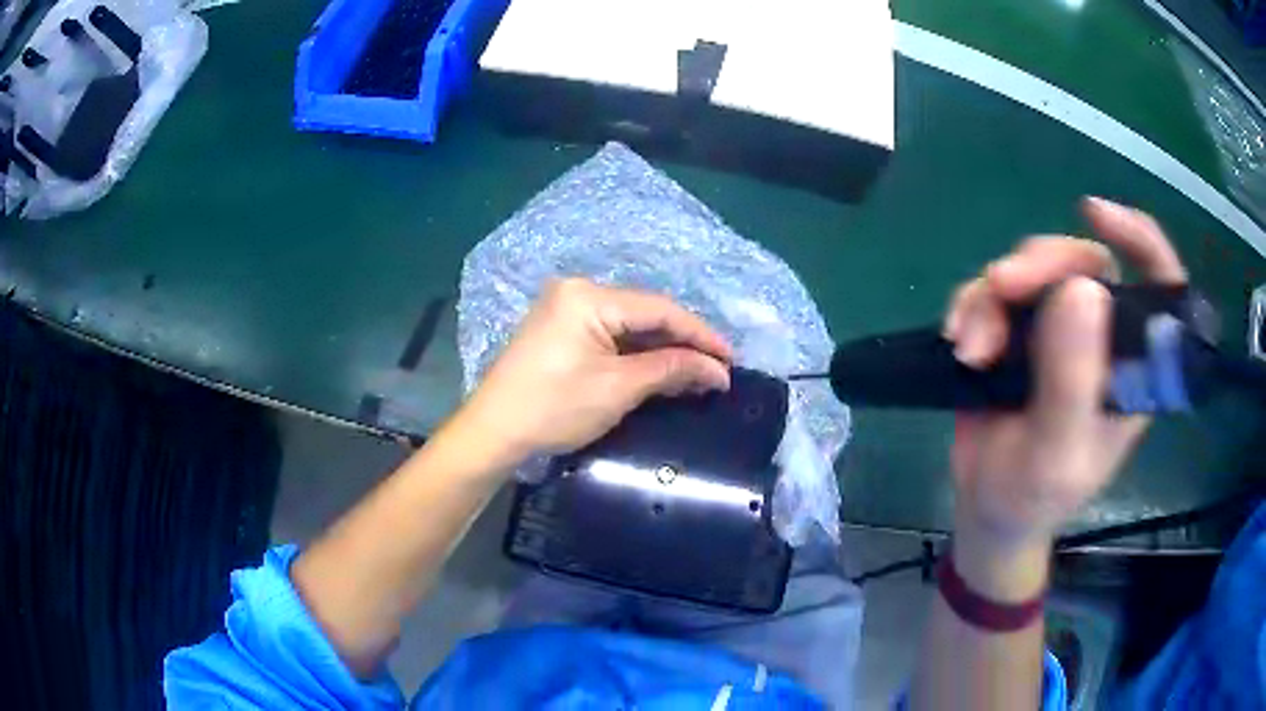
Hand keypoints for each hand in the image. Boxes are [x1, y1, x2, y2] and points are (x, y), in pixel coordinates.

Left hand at [454, 278, 732, 469]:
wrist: (493, 432)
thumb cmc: (554, 408)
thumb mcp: (618, 389)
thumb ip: (671, 370)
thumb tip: (718, 371)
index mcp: (588, 296)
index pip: (660, 309)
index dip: (700, 335)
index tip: (731, 360)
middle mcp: (577, 290)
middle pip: (645, 313)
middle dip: (682, 342)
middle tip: (717, 369)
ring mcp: (565, 307)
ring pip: (628, 324)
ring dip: (661, 348)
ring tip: (696, 372)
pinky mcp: (560, 328)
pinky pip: (609, 333)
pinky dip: (636, 352)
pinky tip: (659, 368)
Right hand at [943, 198, 1186, 558]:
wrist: (986, 510)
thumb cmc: (1033, 496)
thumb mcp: (1056, 454)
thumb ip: (1072, 380)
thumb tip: (1083, 288)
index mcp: (1131, 365)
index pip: (1157, 285)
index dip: (1139, 238)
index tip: (1094, 215)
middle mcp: (1101, 336)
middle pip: (1083, 261)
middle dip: (1040, 265)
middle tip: (1002, 287)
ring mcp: (1058, 330)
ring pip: (1033, 268)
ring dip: (994, 295)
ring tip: (971, 348)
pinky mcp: (1019, 330)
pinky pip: (996, 289)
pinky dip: (972, 304)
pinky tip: (958, 340)